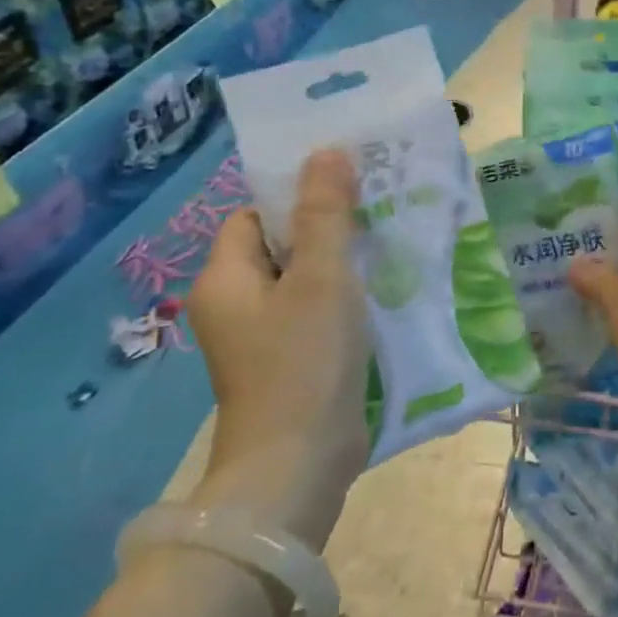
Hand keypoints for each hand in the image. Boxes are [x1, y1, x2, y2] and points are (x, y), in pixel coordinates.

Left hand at [187, 149, 371, 548]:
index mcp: (226, 279)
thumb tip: (326, 150)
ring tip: (391, 243)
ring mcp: (263, 337)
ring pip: (305, 279)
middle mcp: (236, 304)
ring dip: (344, 262)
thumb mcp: (321, 277)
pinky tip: (385, 291)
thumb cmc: (303, 361)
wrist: (299, 465)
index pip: (256, 214)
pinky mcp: (291, 361)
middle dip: (330, 226)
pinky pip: (317, 311)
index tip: (349, 186)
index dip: (298, 196)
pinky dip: (347, 298)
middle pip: (283, 245)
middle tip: (380, 209)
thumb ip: (325, 213)